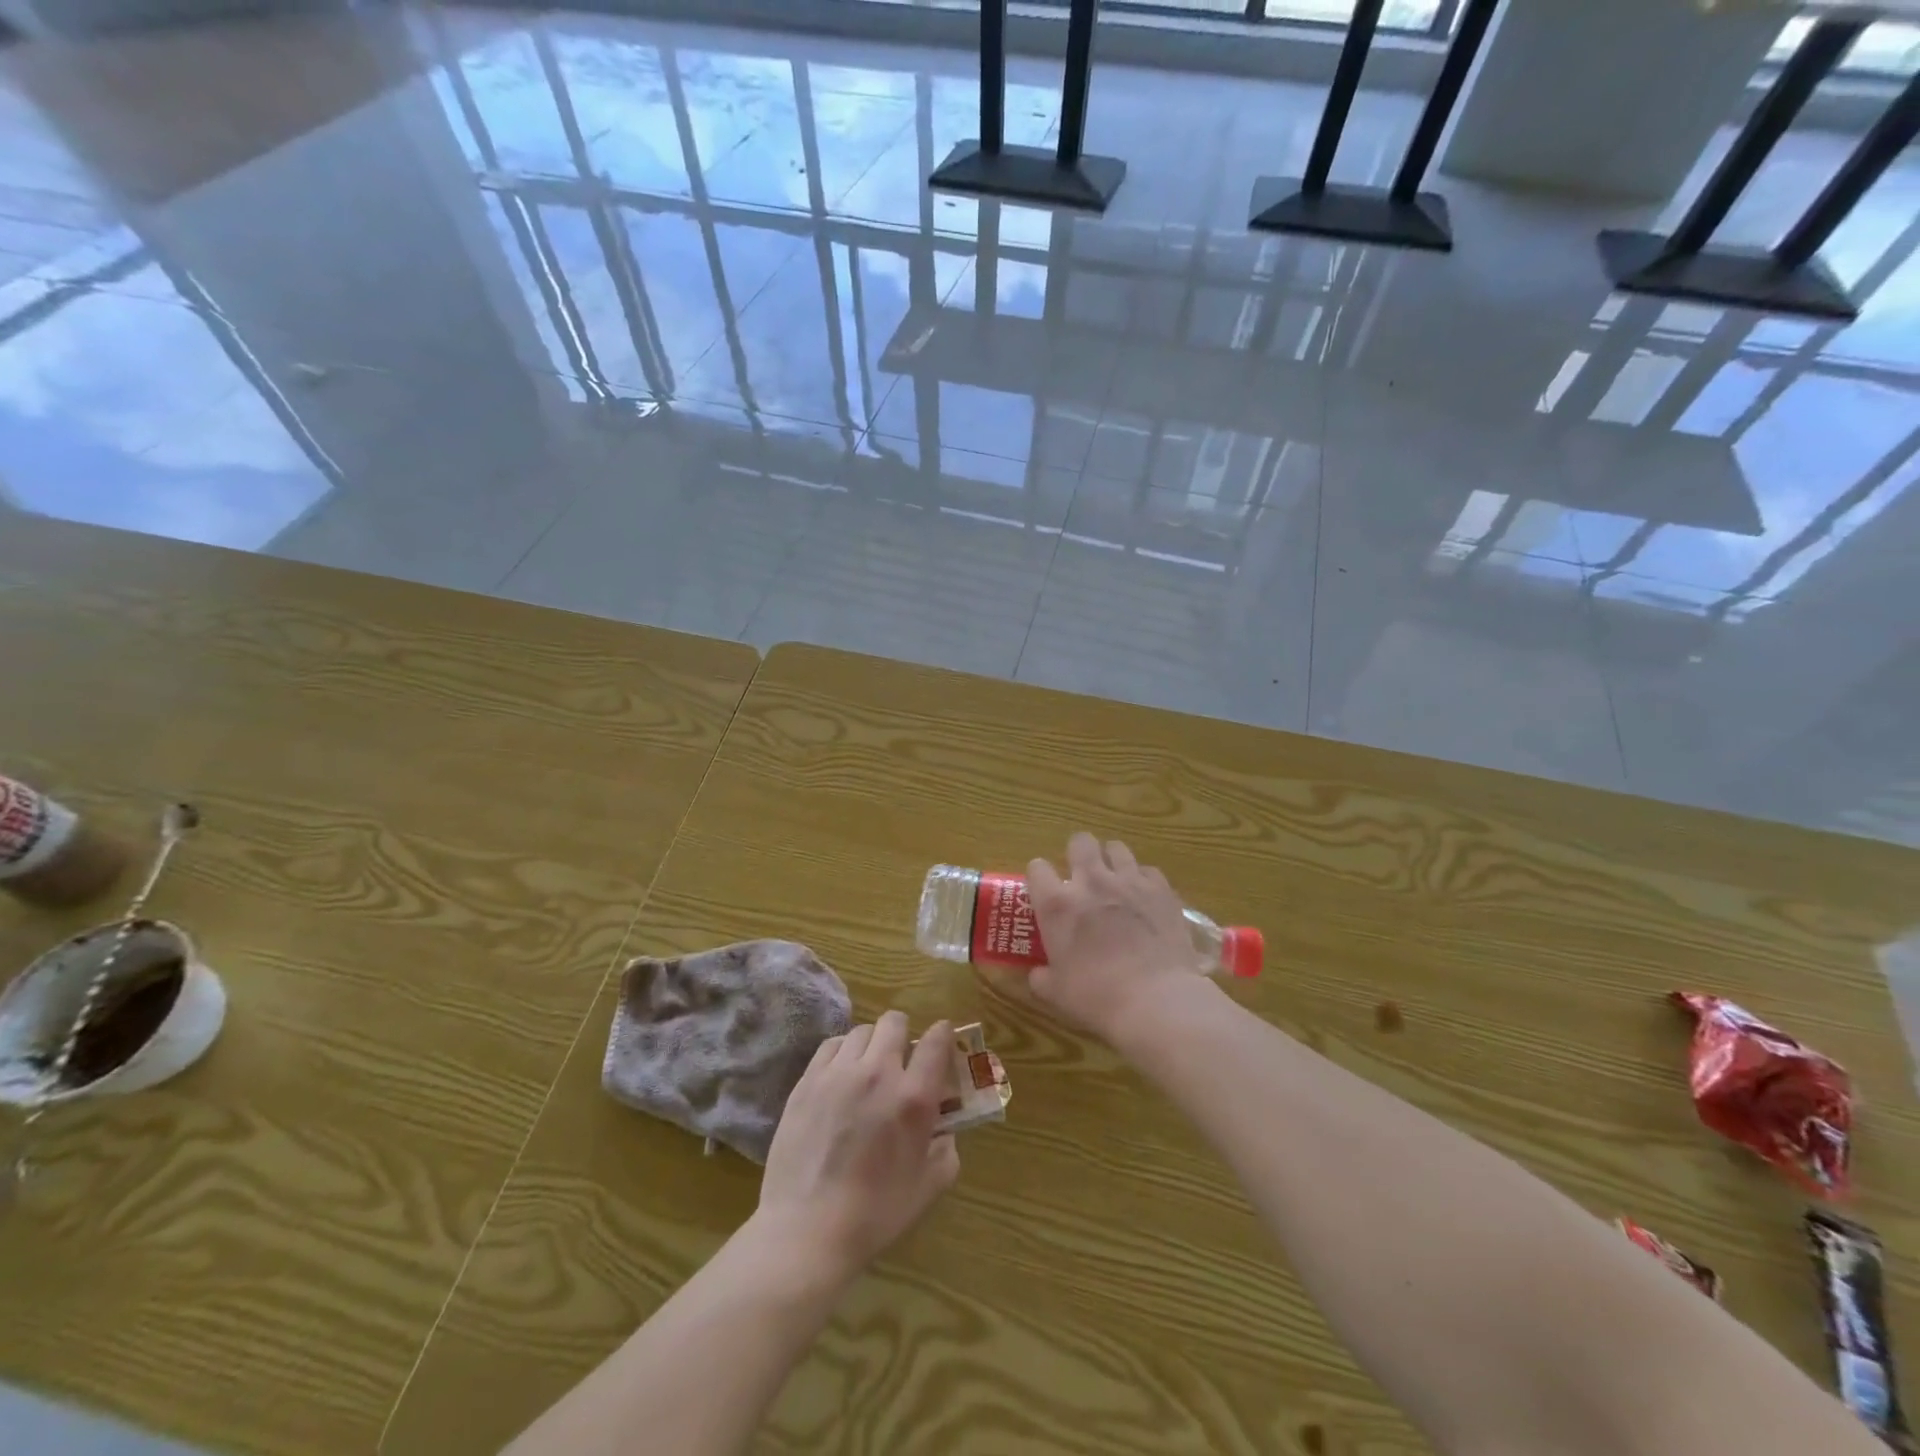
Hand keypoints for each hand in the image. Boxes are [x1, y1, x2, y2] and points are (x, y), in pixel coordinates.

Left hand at [757, 1012, 959, 1280]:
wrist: (807, 1230)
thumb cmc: (875, 1215)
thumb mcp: (928, 1187)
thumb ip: (946, 1150)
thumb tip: (944, 1130)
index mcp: (914, 1098)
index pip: (936, 1039)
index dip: (943, 1035)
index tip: (941, 1043)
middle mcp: (878, 1073)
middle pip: (895, 1022)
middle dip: (904, 1035)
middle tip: (901, 1060)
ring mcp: (838, 1073)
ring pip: (862, 1031)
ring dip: (872, 1044)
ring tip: (868, 1069)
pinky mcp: (807, 1081)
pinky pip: (831, 1045)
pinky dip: (842, 1052)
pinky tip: (841, 1075)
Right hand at [1027, 833, 1216, 1046]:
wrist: (1156, 1000)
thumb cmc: (1097, 997)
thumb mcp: (1057, 993)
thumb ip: (1042, 977)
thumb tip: (1038, 974)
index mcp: (1057, 904)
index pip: (1037, 867)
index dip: (1040, 877)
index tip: (1044, 892)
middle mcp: (1091, 881)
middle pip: (1080, 841)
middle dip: (1078, 853)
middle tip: (1082, 877)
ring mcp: (1129, 881)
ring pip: (1116, 848)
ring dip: (1112, 861)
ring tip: (1116, 883)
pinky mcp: (1161, 889)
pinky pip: (1148, 870)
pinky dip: (1143, 880)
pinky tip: (1145, 900)